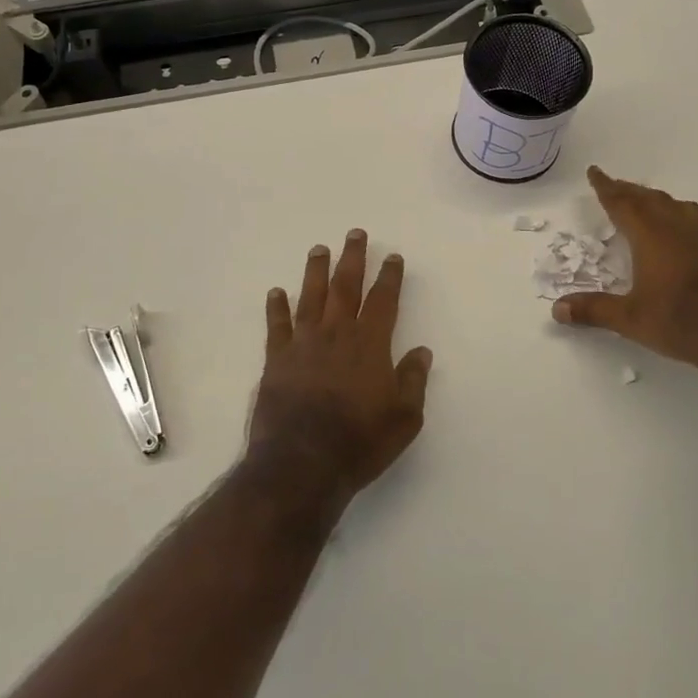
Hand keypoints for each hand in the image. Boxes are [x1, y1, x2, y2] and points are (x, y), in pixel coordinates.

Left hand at [248, 230, 432, 515]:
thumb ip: (413, 381)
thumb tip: (421, 351)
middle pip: (346, 286)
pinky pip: (277, 326)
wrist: (302, 463)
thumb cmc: (359, 442)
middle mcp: (337, 334)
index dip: (389, 276)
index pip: (383, 300)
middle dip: (352, 258)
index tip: (392, 256)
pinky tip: (275, 292)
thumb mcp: (404, 419)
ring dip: (315, 271)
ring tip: (319, 249)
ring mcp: (304, 344)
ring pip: (311, 296)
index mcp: (370, 344)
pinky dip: (276, 307)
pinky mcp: (277, 360)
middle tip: (355, 233)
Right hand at [551, 166, 697, 392]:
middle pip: (651, 199)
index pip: (623, 203)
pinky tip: (688, 236)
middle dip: (631, 191)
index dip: (607, 187)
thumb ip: (594, 310)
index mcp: (652, 235)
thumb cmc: (683, 322)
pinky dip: (685, 220)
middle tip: (616, 187)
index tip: (596, 172)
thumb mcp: (631, 320)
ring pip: (680, 207)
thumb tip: (557, 309)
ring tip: (652, 203)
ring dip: (660, 201)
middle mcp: (680, 228)